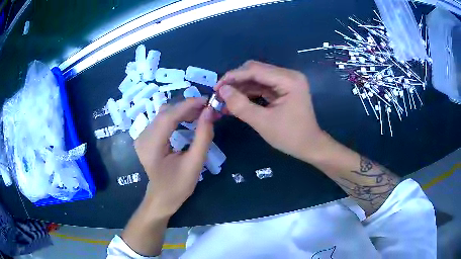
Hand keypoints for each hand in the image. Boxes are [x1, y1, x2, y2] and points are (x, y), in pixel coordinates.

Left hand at [134, 98, 214, 216]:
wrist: (162, 198)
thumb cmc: (178, 185)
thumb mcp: (195, 163)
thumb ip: (203, 136)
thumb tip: (209, 111)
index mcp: (151, 146)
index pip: (168, 116)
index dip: (188, 105)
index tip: (206, 100)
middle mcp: (143, 137)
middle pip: (165, 112)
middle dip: (187, 107)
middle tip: (207, 109)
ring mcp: (142, 136)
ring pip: (163, 114)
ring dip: (182, 111)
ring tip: (200, 114)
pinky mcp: (145, 137)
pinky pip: (161, 120)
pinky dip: (176, 117)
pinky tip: (188, 120)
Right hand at [215, 61, 326, 160]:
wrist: (310, 147)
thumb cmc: (290, 137)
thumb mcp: (263, 122)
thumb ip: (241, 105)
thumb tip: (222, 91)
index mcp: (289, 80)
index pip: (255, 70)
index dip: (233, 76)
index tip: (216, 87)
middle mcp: (289, 75)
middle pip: (256, 70)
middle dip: (236, 81)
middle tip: (220, 94)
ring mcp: (287, 81)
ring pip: (257, 78)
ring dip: (241, 87)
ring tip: (225, 99)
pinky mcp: (284, 89)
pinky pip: (263, 86)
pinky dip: (249, 92)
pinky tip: (237, 100)